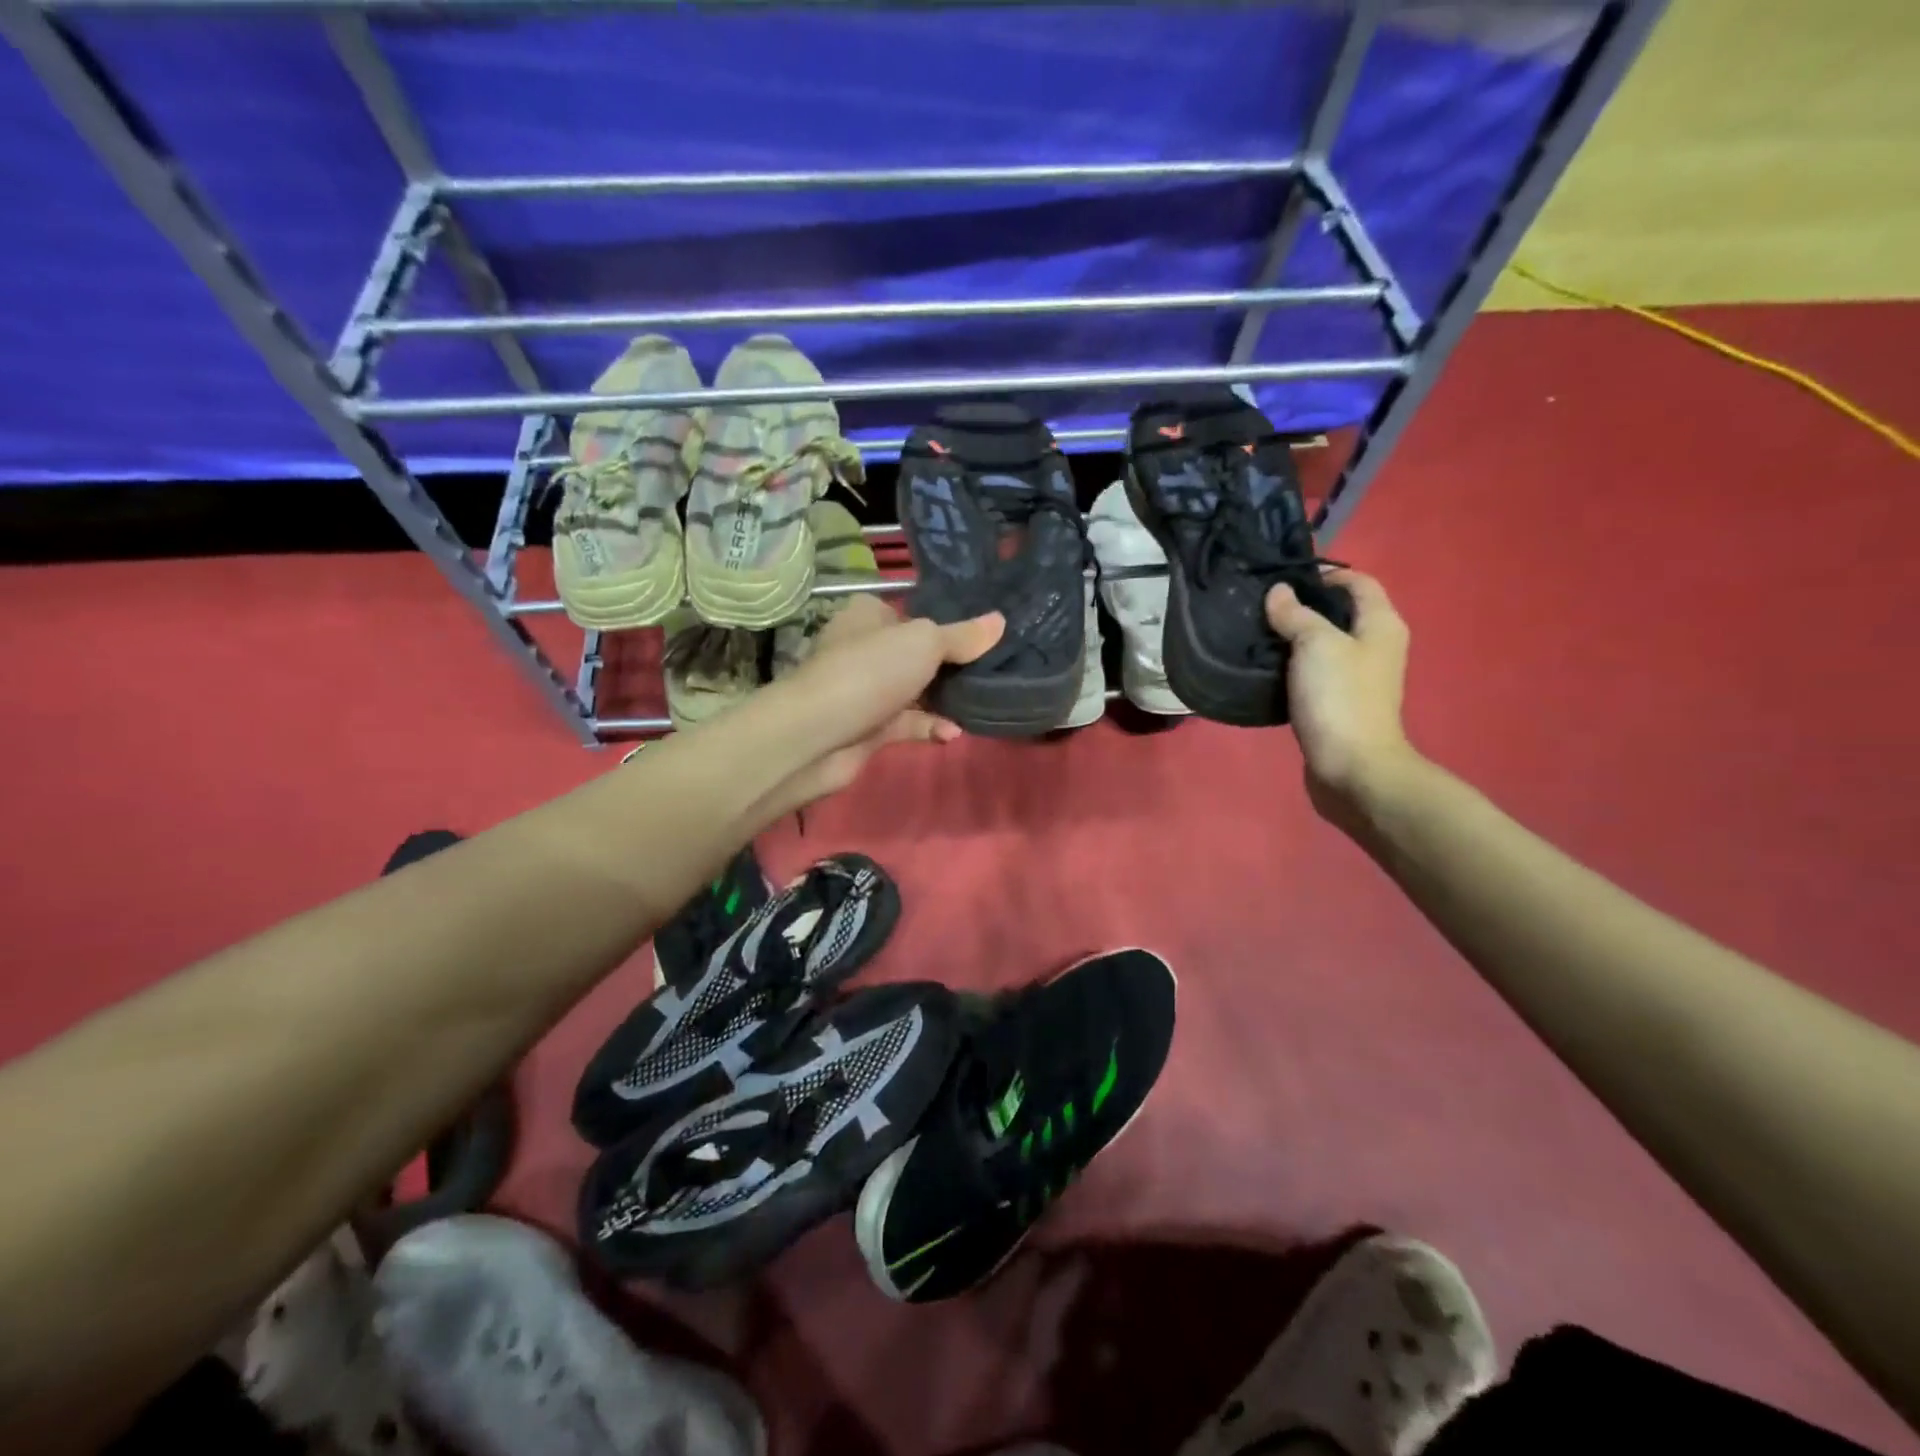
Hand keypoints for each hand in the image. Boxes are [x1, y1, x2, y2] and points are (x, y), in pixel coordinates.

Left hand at [751, 595, 1003, 813]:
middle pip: (914, 653)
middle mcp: (863, 648)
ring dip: (943, 698)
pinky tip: (952, 733)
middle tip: (991, 669)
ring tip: (981, 700)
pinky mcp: (867, 728)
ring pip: (913, 690)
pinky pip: (907, 723)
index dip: (943, 622)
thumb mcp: (924, 643)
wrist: (817, 736)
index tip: (981, 635)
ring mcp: (864, 690)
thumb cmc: (870, 671)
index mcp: (868, 616)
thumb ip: (962, 636)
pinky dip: (930, 726)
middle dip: (950, 663)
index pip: (910, 612)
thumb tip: (1000, 621)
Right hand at [1264, 570, 1420, 818]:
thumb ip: (1296, 615)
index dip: (1326, 574)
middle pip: (1341, 613)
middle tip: (1263, 605)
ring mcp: (1359, 678)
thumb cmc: (1340, 698)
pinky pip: (1316, 673)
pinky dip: (1294, 666)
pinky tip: (1267, 668)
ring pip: (1325, 645)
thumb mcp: (1315, 645)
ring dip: (1296, 638)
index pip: (1358, 582)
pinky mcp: (1339, 704)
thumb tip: (1279, 592)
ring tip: (1258, 633)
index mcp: (1381, 624)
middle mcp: (1376, 647)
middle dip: (1305, 606)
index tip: (1284, 577)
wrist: (1353, 768)